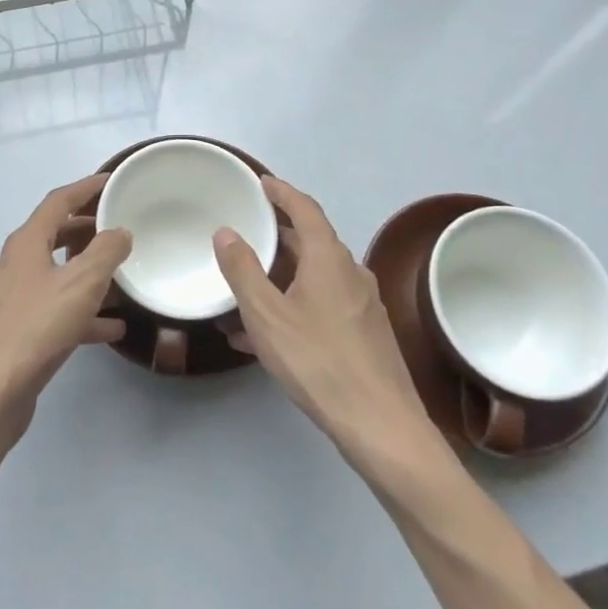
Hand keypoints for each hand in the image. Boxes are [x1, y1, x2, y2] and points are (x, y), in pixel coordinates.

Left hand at [0, 174, 130, 440]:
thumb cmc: (36, 328)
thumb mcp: (81, 284)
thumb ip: (106, 252)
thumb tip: (119, 232)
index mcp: (26, 243)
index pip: (58, 201)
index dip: (87, 188)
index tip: (113, 181)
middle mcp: (16, 264)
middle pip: (56, 234)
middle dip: (88, 228)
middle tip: (121, 226)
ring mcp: (15, 299)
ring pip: (58, 273)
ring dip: (88, 271)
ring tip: (122, 275)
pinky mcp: (19, 330)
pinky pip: (56, 309)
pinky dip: (82, 312)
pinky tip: (111, 328)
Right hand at [215, 177, 445, 470]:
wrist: (381, 425)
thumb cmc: (318, 361)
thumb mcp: (266, 315)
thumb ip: (243, 270)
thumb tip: (226, 232)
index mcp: (329, 258)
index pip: (305, 209)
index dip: (282, 192)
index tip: (261, 183)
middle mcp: (350, 273)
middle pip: (312, 242)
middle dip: (278, 236)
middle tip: (247, 233)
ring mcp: (363, 305)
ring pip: (315, 277)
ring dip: (282, 277)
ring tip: (247, 290)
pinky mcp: (366, 334)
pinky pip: (323, 306)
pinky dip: (294, 306)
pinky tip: (267, 336)